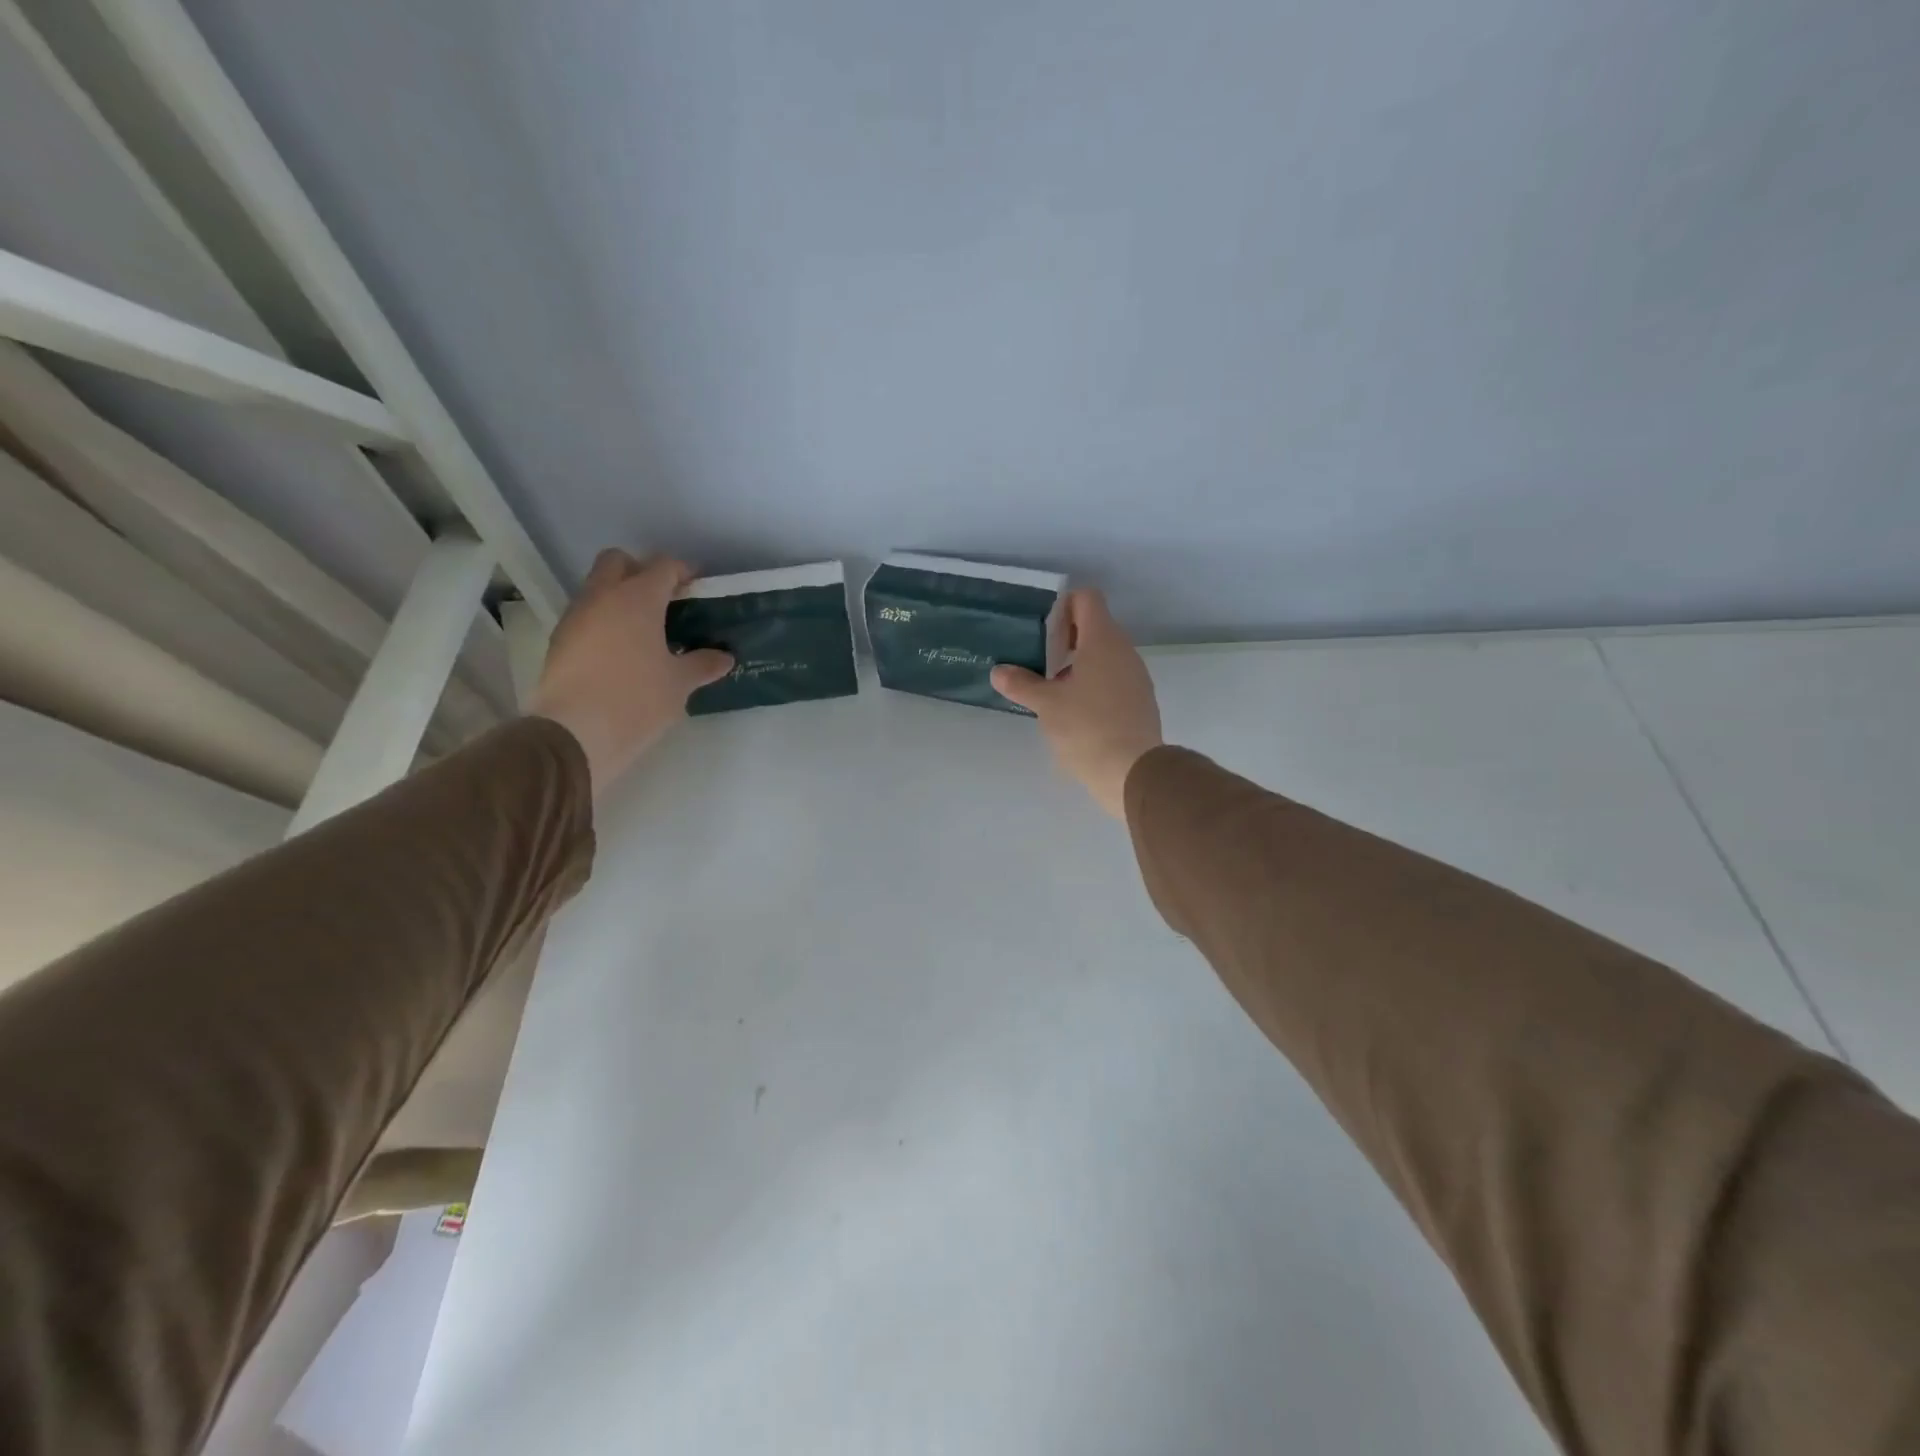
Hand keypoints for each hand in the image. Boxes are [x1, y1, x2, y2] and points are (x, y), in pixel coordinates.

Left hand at [527, 551, 732, 795]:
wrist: (575, 733)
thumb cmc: (636, 699)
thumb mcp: (679, 683)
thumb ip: (703, 664)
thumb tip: (724, 657)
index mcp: (637, 598)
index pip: (663, 566)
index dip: (684, 572)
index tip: (698, 589)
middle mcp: (602, 597)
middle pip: (618, 562)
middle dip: (641, 572)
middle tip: (665, 601)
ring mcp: (575, 617)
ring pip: (598, 589)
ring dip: (620, 598)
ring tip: (646, 631)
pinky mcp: (559, 641)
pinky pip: (587, 617)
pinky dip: (605, 623)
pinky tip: (622, 652)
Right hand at [991, 589, 1162, 818]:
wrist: (1133, 772)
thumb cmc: (1087, 728)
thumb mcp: (1046, 705)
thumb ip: (1021, 683)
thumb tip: (998, 671)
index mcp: (1103, 640)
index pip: (1087, 598)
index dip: (1062, 606)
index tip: (1042, 632)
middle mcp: (1124, 650)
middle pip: (1095, 626)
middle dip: (1065, 639)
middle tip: (1039, 661)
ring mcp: (1136, 676)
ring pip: (1104, 655)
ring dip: (1078, 664)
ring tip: (1052, 690)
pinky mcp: (1140, 700)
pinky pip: (1113, 678)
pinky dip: (1093, 684)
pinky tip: (1074, 712)